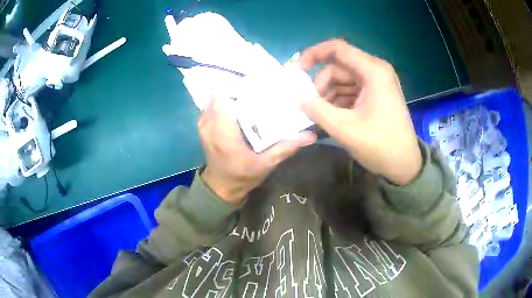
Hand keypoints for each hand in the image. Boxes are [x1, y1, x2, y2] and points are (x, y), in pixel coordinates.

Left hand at [199, 94, 315, 203]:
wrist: (221, 186)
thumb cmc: (241, 177)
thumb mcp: (266, 164)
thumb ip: (285, 148)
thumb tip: (310, 135)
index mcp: (223, 133)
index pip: (221, 96)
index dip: (237, 85)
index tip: (257, 86)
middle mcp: (209, 124)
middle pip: (219, 92)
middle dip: (239, 87)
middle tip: (258, 89)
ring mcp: (203, 123)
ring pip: (215, 96)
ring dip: (233, 92)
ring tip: (252, 95)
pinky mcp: (204, 124)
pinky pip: (213, 103)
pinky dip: (227, 100)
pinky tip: (242, 106)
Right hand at [299, 40, 421, 184]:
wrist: (404, 165)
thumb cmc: (380, 146)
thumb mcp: (345, 129)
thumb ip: (317, 110)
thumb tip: (298, 99)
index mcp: (373, 71)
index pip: (338, 49)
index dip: (314, 54)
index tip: (298, 71)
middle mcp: (376, 71)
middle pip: (339, 66)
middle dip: (321, 83)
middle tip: (311, 105)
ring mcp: (377, 83)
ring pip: (343, 79)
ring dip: (328, 94)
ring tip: (320, 114)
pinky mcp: (376, 95)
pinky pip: (351, 90)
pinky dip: (338, 100)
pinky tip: (331, 116)